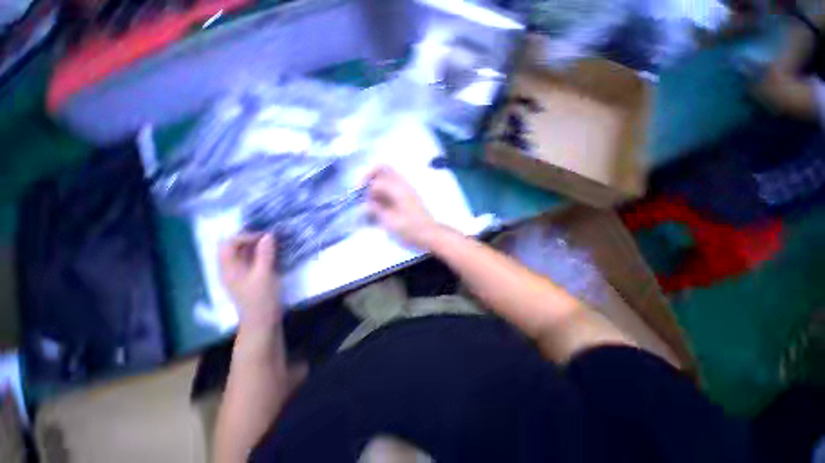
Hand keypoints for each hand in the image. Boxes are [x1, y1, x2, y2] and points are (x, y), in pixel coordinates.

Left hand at [219, 233, 280, 327]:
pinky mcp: (251, 277)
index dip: (245, 236)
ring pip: (245, 253)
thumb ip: (265, 254)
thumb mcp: (264, 275)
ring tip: (275, 243)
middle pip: (235, 247)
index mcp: (229, 268)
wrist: (263, 322)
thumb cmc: (261, 299)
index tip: (265, 237)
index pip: (229, 244)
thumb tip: (268, 235)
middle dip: (252, 239)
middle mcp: (232, 269)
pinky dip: (262, 254)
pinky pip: (253, 260)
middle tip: (271, 237)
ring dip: (258, 246)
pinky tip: (275, 253)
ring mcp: (241, 274)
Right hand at [366, 166, 439, 249]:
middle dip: (369, 176)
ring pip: (388, 175)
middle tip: (362, 190)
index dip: (364, 186)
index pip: (377, 180)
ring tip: (370, 198)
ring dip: (376, 182)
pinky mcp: (408, 195)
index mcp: (398, 190)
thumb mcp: (391, 222)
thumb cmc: (411, 230)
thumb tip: (366, 201)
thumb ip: (377, 209)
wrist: (430, 234)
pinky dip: (383, 189)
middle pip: (383, 168)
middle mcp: (402, 184)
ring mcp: (406, 188)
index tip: (356, 195)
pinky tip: (379, 202)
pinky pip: (392, 184)